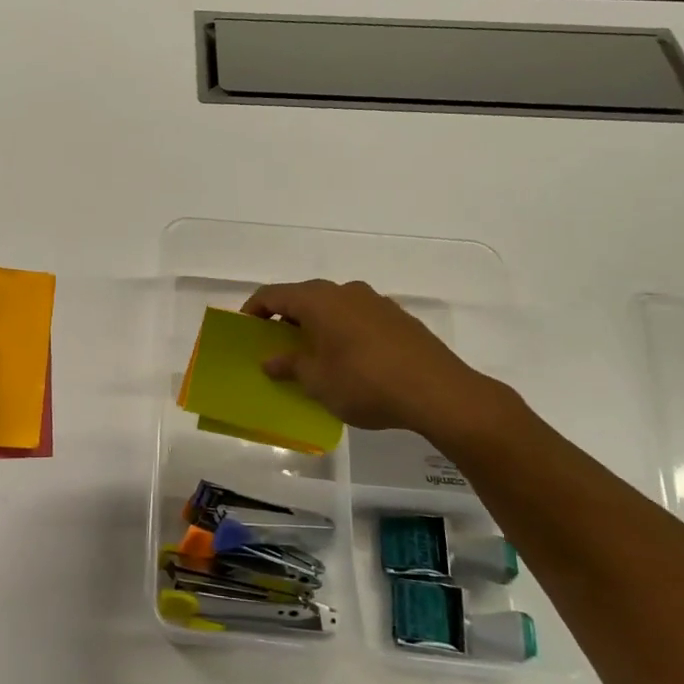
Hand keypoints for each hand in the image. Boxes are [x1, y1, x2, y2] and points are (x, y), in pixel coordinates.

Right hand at [241, 279, 514, 442]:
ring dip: (317, 325)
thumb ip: (290, 366)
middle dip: (286, 318)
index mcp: (318, 301)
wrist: (438, 392)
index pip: (273, 294)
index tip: (246, 330)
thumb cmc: (365, 383)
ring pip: (333, 306)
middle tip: (277, 345)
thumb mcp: (317, 381)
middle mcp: (345, 291)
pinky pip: (358, 317)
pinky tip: (349, 360)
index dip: (254, 309)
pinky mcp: (398, 318)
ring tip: (313, 355)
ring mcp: (375, 302)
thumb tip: (271, 360)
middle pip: (304, 296)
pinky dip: (343, 331)